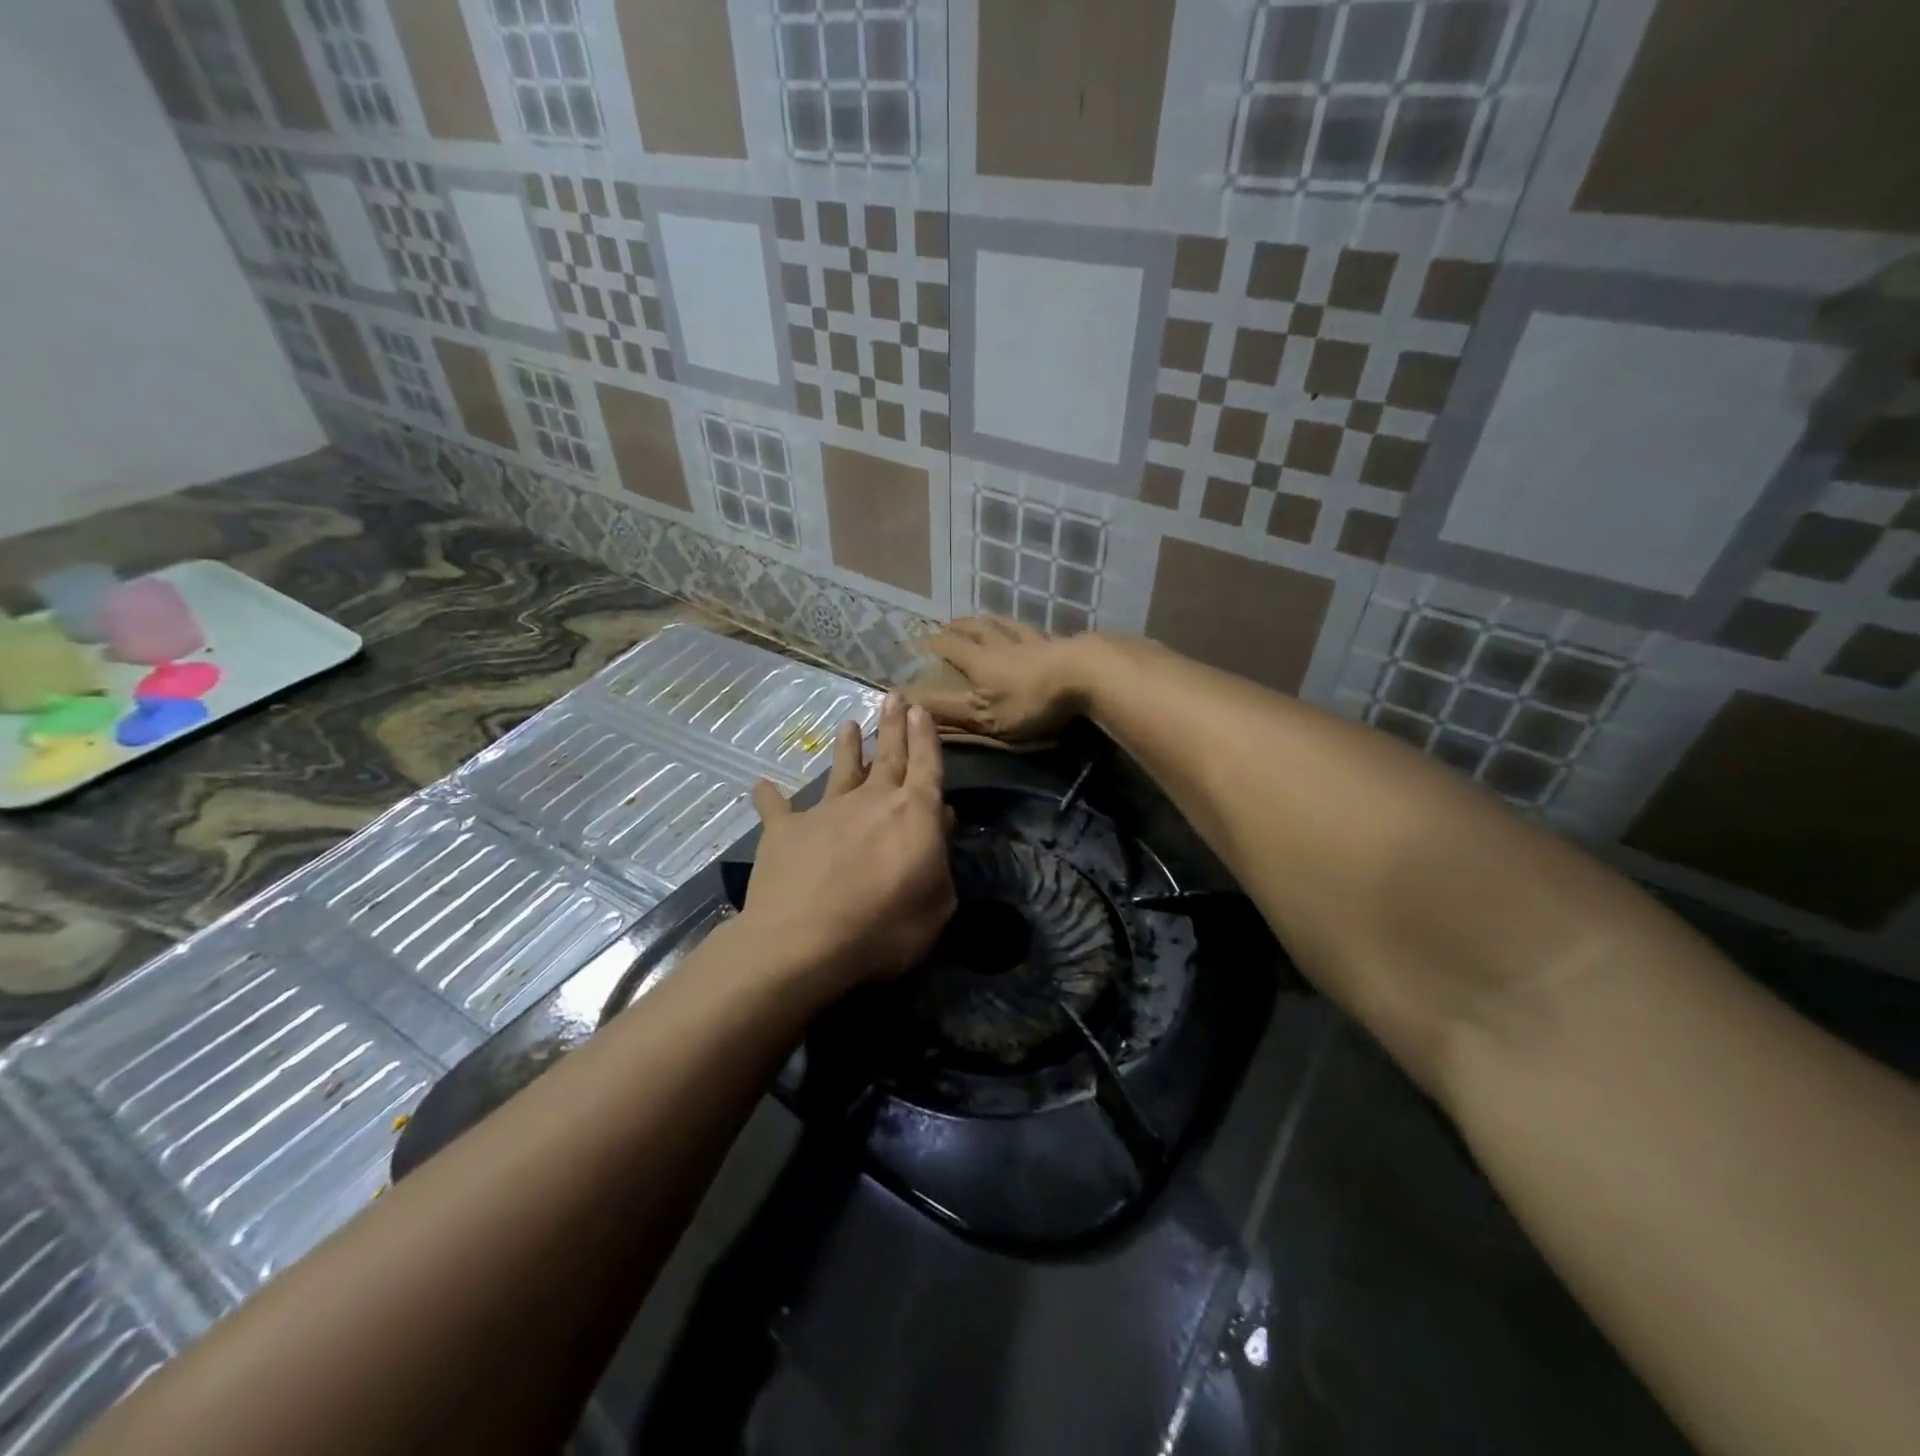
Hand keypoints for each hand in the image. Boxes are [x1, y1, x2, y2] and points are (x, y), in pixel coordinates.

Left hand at [742, 695, 955, 989]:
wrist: (803, 941)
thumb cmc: (884, 928)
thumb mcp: (937, 906)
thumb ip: (941, 864)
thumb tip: (940, 826)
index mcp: (914, 814)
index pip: (926, 765)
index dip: (925, 737)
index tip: (921, 710)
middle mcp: (871, 800)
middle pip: (887, 755)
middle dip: (893, 725)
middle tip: (894, 696)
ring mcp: (825, 811)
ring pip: (840, 770)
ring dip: (847, 747)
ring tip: (848, 724)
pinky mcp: (785, 830)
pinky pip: (776, 807)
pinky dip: (769, 796)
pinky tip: (761, 785)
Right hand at [916, 617, 1093, 741]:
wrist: (1084, 676)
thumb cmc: (1029, 700)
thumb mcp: (984, 715)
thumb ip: (948, 711)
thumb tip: (909, 703)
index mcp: (979, 661)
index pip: (948, 647)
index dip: (929, 644)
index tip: (913, 641)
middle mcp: (1000, 644)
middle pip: (975, 628)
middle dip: (957, 626)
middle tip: (946, 624)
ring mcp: (1031, 641)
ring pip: (1004, 624)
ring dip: (989, 620)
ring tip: (983, 617)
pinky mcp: (1057, 644)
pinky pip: (1033, 631)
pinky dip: (1022, 628)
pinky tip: (1028, 629)